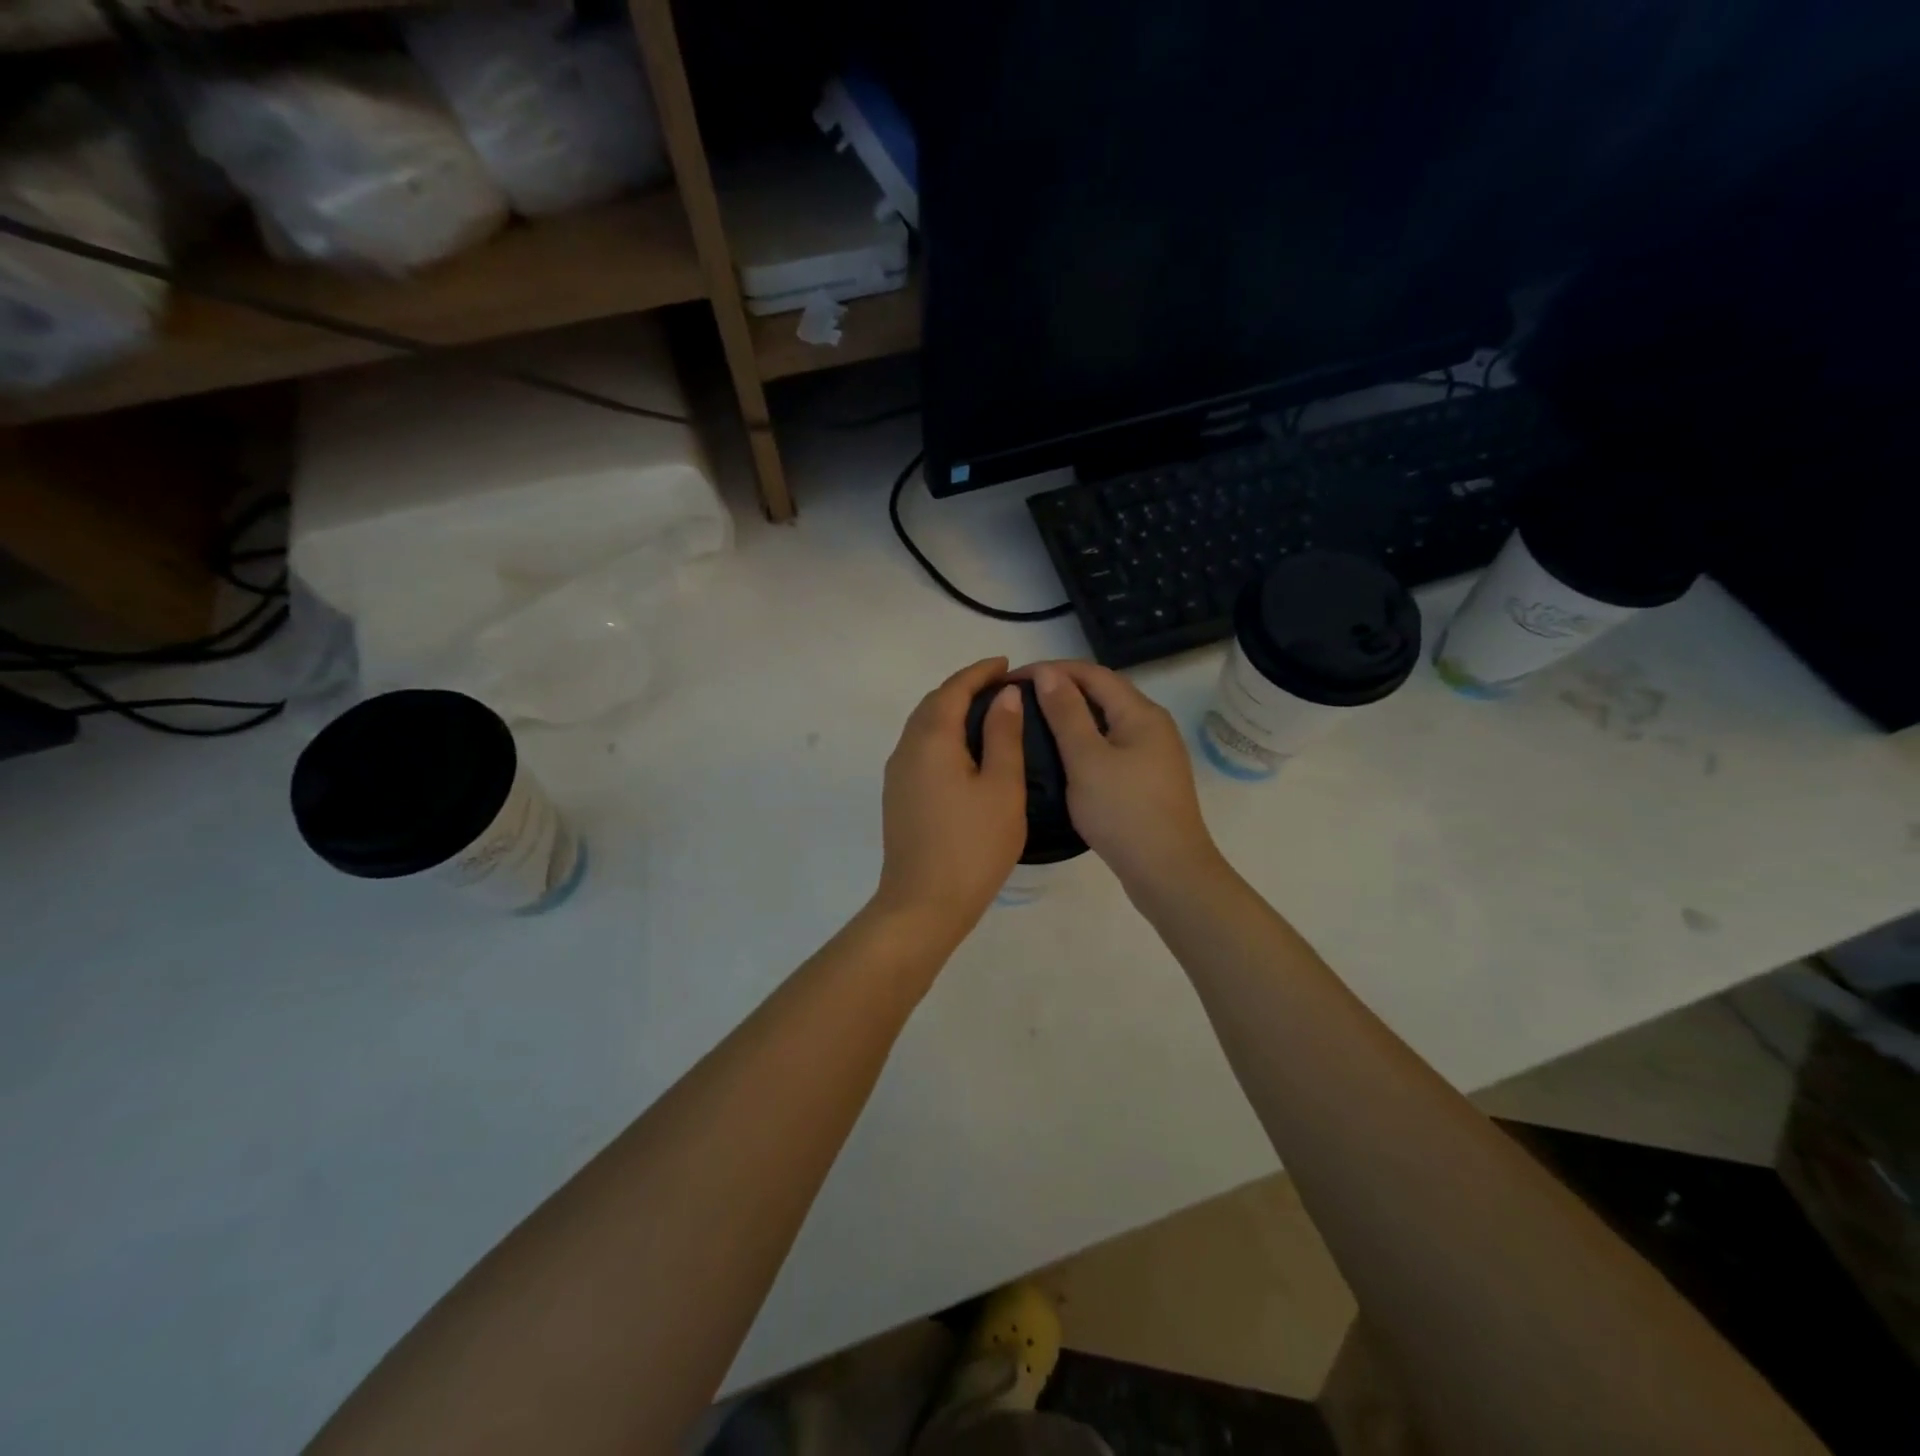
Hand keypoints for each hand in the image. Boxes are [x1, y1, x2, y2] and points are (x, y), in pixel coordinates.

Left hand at [873, 657, 1027, 946]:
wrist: (923, 904)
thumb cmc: (972, 845)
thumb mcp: (1002, 787)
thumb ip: (1003, 735)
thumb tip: (1004, 695)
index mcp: (931, 740)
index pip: (953, 690)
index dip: (980, 672)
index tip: (1006, 664)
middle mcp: (906, 749)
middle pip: (932, 704)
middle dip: (964, 688)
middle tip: (1000, 686)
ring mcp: (897, 775)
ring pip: (923, 727)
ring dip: (951, 711)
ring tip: (986, 713)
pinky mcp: (897, 797)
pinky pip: (919, 749)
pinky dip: (942, 735)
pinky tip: (964, 751)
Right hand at [1025, 660, 1222, 897]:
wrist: (1168, 872)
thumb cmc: (1123, 812)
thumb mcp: (1087, 759)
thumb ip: (1066, 713)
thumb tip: (1050, 672)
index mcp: (1141, 713)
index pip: (1092, 673)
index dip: (1051, 669)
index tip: (1012, 679)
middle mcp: (1153, 725)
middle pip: (1103, 693)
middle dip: (1061, 688)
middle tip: (1019, 699)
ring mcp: (1154, 754)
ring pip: (1107, 721)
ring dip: (1072, 715)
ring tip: (1034, 723)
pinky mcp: (1148, 779)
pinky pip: (1111, 745)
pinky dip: (1084, 740)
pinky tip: (1063, 756)